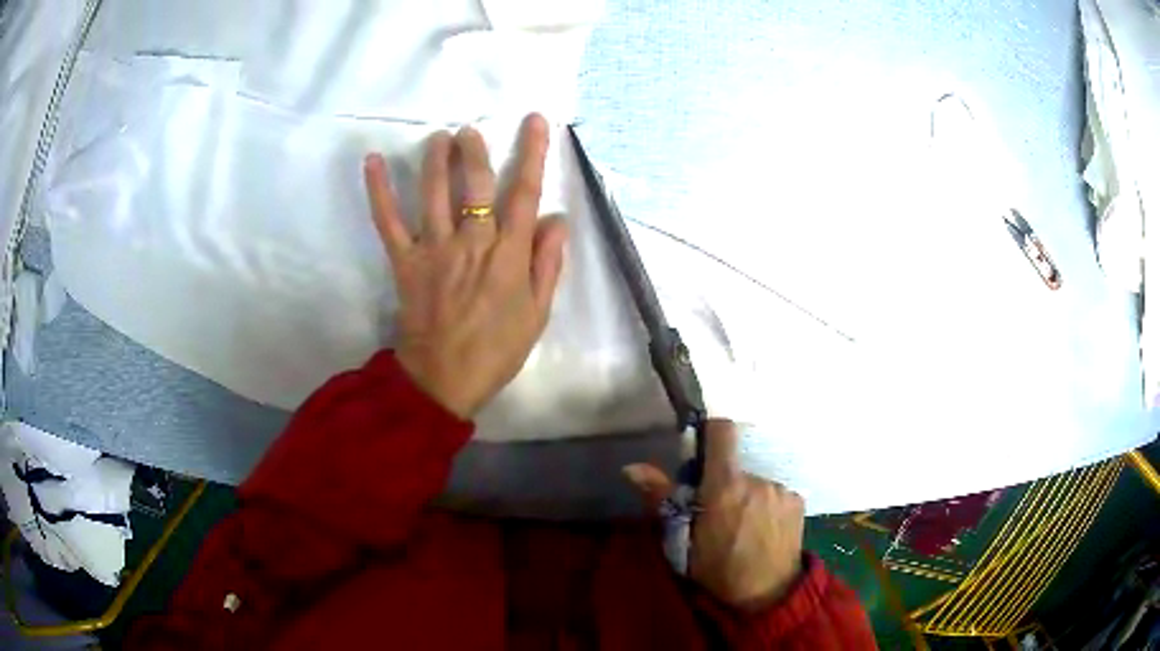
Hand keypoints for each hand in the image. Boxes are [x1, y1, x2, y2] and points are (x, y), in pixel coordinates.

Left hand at [362, 114, 568, 418]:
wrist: (444, 379)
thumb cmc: (496, 350)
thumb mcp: (537, 314)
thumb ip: (547, 264)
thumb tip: (557, 219)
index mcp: (508, 256)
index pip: (524, 194)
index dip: (533, 154)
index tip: (535, 122)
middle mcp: (472, 243)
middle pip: (475, 184)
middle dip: (475, 150)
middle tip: (471, 129)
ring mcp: (434, 249)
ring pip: (434, 193)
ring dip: (436, 159)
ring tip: (439, 137)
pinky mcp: (404, 261)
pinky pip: (389, 221)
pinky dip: (379, 190)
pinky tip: (374, 162)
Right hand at [624, 420, 804, 612]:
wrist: (767, 595)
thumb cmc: (718, 571)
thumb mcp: (681, 541)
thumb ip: (661, 500)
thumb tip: (632, 468)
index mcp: (725, 486)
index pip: (722, 432)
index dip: (711, 433)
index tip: (702, 452)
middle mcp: (757, 479)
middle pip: (736, 466)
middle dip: (725, 482)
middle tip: (717, 513)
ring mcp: (781, 489)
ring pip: (756, 482)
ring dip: (747, 496)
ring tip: (743, 527)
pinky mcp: (798, 501)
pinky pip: (775, 494)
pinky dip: (767, 506)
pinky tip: (763, 531)